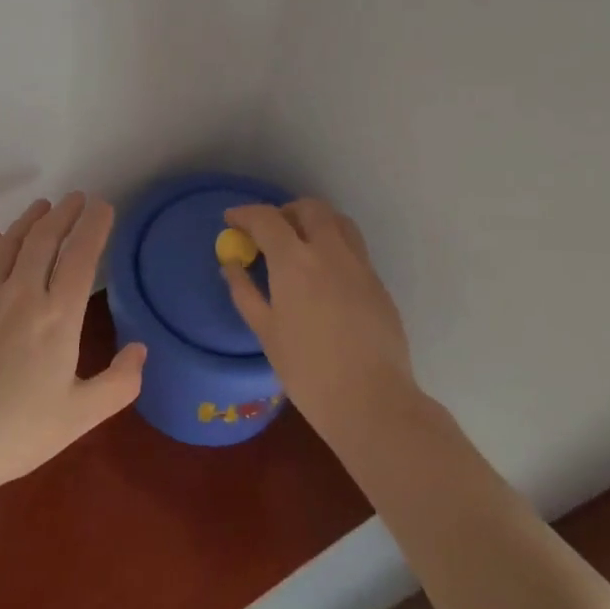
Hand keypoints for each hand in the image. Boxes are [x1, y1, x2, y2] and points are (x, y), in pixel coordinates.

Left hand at [0, 192, 145, 498]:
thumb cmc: (15, 433)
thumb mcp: (80, 417)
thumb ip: (119, 383)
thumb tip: (140, 349)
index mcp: (58, 317)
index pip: (81, 255)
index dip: (94, 226)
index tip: (103, 206)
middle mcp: (22, 293)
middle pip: (45, 239)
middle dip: (64, 213)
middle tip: (76, 198)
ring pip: (11, 242)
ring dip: (30, 220)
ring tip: (43, 206)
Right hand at [221, 199, 419, 439]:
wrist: (371, 400)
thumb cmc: (307, 369)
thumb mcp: (265, 331)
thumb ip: (244, 291)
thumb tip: (231, 265)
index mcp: (295, 261)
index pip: (266, 219)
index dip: (245, 214)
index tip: (231, 220)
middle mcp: (330, 252)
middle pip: (310, 208)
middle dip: (285, 211)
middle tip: (268, 232)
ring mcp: (360, 265)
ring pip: (338, 222)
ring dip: (315, 222)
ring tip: (299, 246)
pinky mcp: (378, 283)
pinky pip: (353, 249)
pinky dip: (333, 246)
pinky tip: (323, 277)